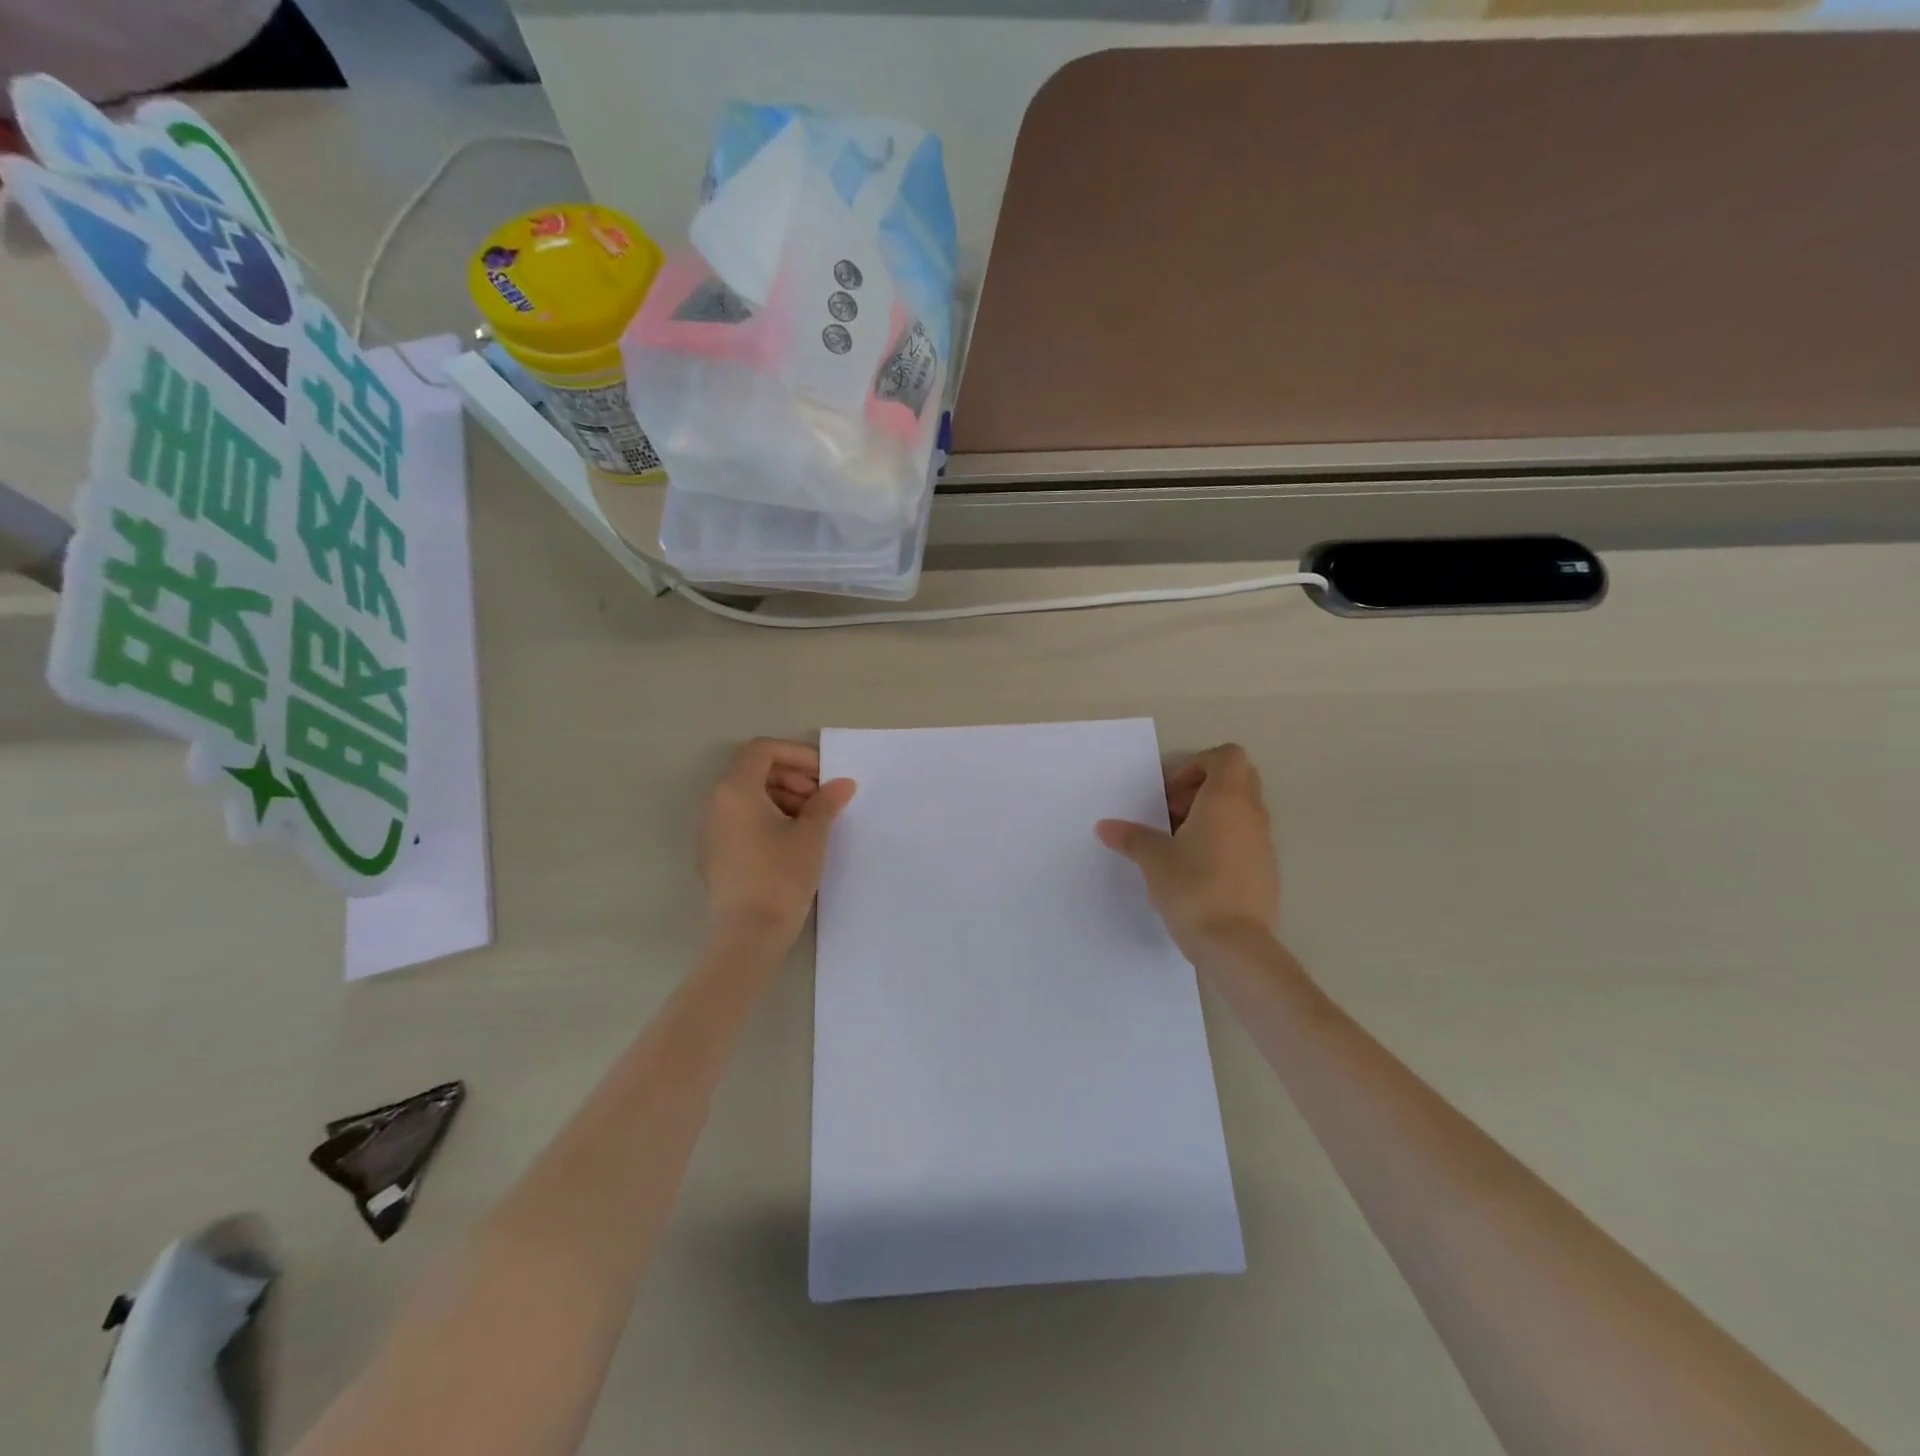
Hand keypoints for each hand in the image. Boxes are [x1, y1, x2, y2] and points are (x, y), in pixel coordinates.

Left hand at [699, 739, 855, 951]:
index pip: (762, 750)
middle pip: (754, 771)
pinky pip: (741, 818)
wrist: (748, 934)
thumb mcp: (811, 835)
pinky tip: (793, 839)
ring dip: (782, 796)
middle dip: (792, 776)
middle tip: (821, 798)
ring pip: (748, 796)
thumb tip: (842, 784)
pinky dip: (767, 816)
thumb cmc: (780, 876)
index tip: (823, 774)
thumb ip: (826, 802)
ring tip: (812, 820)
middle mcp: (716, 803)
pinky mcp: (715, 852)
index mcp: (735, 790)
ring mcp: (712, 829)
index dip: (796, 754)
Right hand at [1096, 744, 1279, 960]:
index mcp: (1226, 800)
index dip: (1197, 765)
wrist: (1235, 944)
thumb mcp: (1153, 859)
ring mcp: (1264, 843)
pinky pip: (1245, 838)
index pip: (1227, 756)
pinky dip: (1223, 840)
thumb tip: (1105, 826)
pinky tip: (1197, 870)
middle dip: (1203, 788)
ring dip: (1212, 815)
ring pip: (1242, 810)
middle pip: (1237, 779)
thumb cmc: (1192, 888)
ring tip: (1179, 844)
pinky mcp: (1266, 870)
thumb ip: (1131, 837)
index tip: (1171, 793)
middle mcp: (1251, 814)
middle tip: (1173, 813)